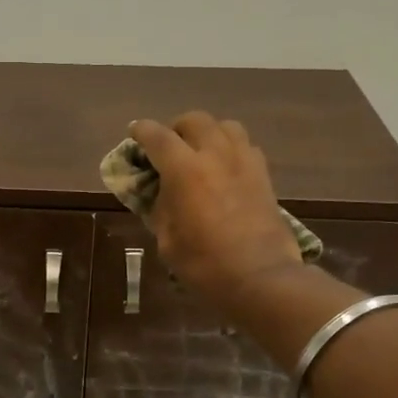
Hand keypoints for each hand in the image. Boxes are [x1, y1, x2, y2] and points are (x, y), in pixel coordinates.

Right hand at [129, 112, 305, 316]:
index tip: (134, 134)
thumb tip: (161, 193)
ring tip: (199, 152)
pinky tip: (224, 169)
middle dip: (176, 128)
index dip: (142, 132)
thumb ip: (160, 208)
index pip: (157, 136)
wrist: (259, 277)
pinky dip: (230, 149)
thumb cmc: (204, 264)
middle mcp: (215, 154)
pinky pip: (245, 146)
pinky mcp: (264, 175)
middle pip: (194, 120)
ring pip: (225, 126)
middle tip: (168, 147)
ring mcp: (244, 162)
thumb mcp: (167, 239)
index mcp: (184, 169)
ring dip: (207, 133)